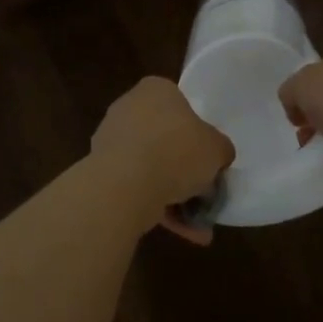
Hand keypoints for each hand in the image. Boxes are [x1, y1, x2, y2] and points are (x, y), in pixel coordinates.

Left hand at [91, 77, 233, 244]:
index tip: (209, 156)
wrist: (126, 183)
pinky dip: (157, 205)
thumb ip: (220, 149)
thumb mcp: (217, 148)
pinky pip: (137, 185)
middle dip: (184, 168)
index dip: (197, 131)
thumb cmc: (176, 150)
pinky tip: (182, 231)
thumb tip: (218, 155)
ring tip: (198, 225)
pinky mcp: (102, 169)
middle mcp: (129, 107)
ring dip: (174, 194)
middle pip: (164, 137)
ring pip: (151, 165)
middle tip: (205, 191)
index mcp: (155, 89)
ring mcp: (112, 138)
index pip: (180, 103)